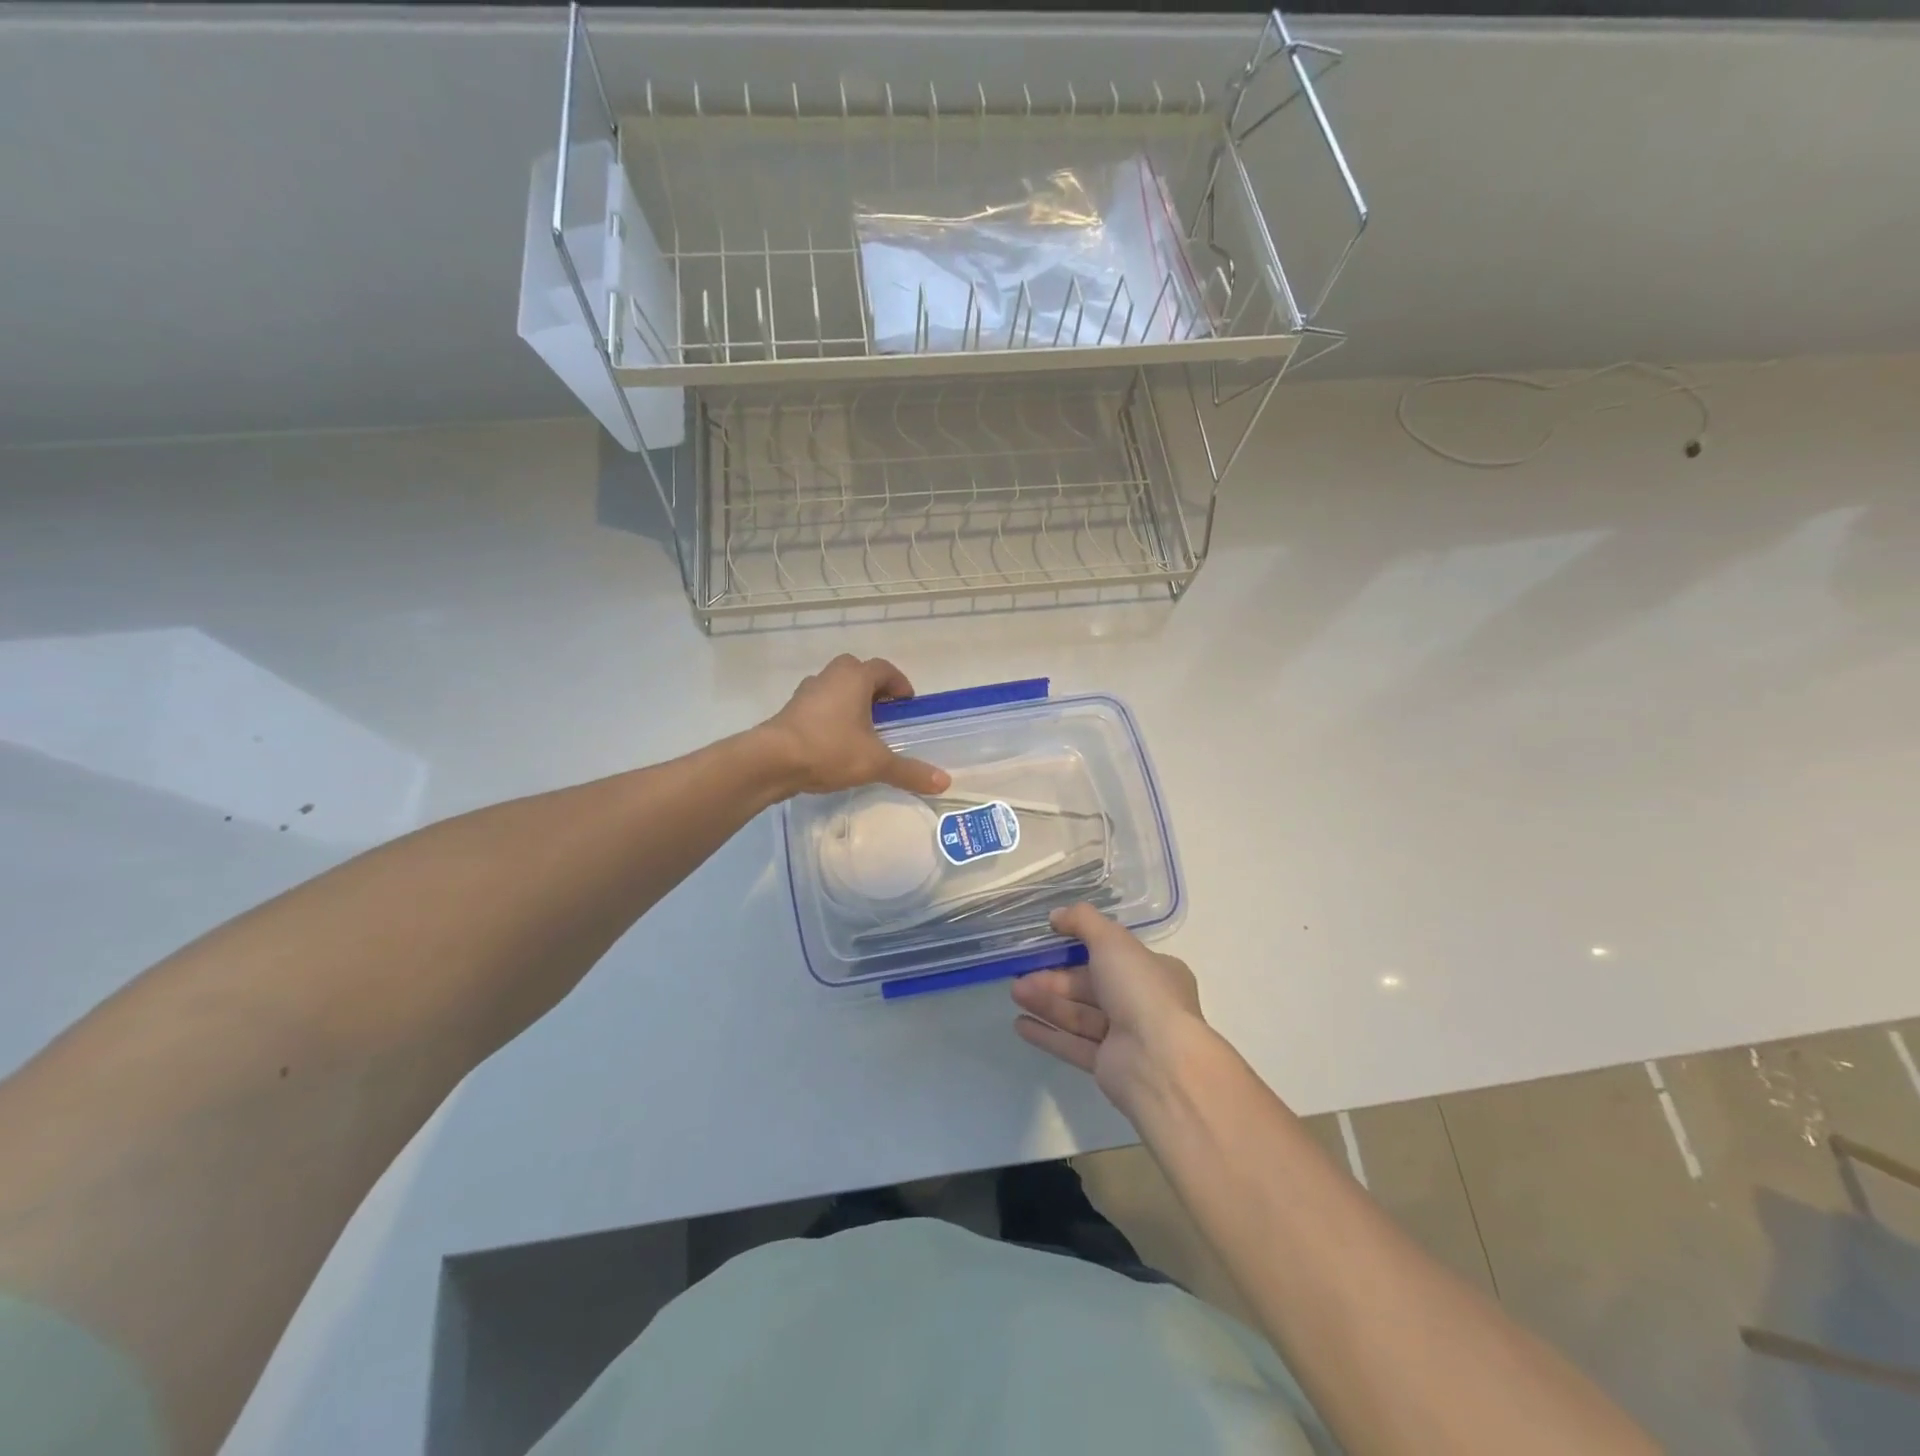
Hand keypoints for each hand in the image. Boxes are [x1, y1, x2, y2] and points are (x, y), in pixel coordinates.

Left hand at [760, 655, 950, 797]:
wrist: (771, 761)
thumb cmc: (829, 750)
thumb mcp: (875, 763)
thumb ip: (909, 771)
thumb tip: (945, 782)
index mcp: (855, 678)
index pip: (884, 669)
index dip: (900, 684)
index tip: (907, 704)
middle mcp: (831, 677)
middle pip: (858, 672)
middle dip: (874, 689)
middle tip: (886, 714)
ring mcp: (807, 692)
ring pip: (835, 687)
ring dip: (850, 701)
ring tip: (862, 730)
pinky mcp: (791, 710)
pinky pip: (819, 705)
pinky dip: (831, 716)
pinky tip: (835, 742)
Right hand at [1012, 904, 1209, 1119]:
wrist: (1158, 1062)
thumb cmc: (1140, 991)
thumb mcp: (1112, 941)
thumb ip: (1083, 921)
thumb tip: (1056, 915)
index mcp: (1154, 972)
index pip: (1112, 955)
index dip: (1080, 948)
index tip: (1049, 942)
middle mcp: (1142, 1003)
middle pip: (1090, 986)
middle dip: (1054, 979)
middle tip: (1020, 974)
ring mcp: (1125, 1037)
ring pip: (1079, 1014)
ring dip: (1046, 1003)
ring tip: (1014, 993)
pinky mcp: (1107, 1066)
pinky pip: (1073, 1044)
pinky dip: (1047, 1033)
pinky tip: (1019, 1025)